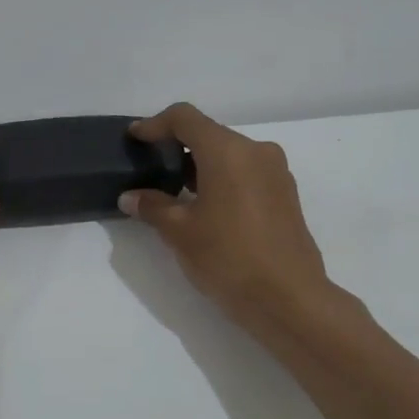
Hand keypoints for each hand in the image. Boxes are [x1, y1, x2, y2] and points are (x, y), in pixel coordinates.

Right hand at [119, 103, 346, 333]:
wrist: (288, 299)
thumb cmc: (228, 258)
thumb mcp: (180, 232)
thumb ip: (152, 207)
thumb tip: (130, 197)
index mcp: (228, 152)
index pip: (185, 119)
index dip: (155, 124)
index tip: (135, 138)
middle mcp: (256, 152)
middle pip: (209, 134)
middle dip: (177, 146)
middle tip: (151, 168)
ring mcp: (276, 173)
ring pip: (229, 154)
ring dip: (200, 165)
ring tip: (174, 192)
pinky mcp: (285, 195)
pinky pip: (246, 173)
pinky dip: (221, 179)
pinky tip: (206, 208)